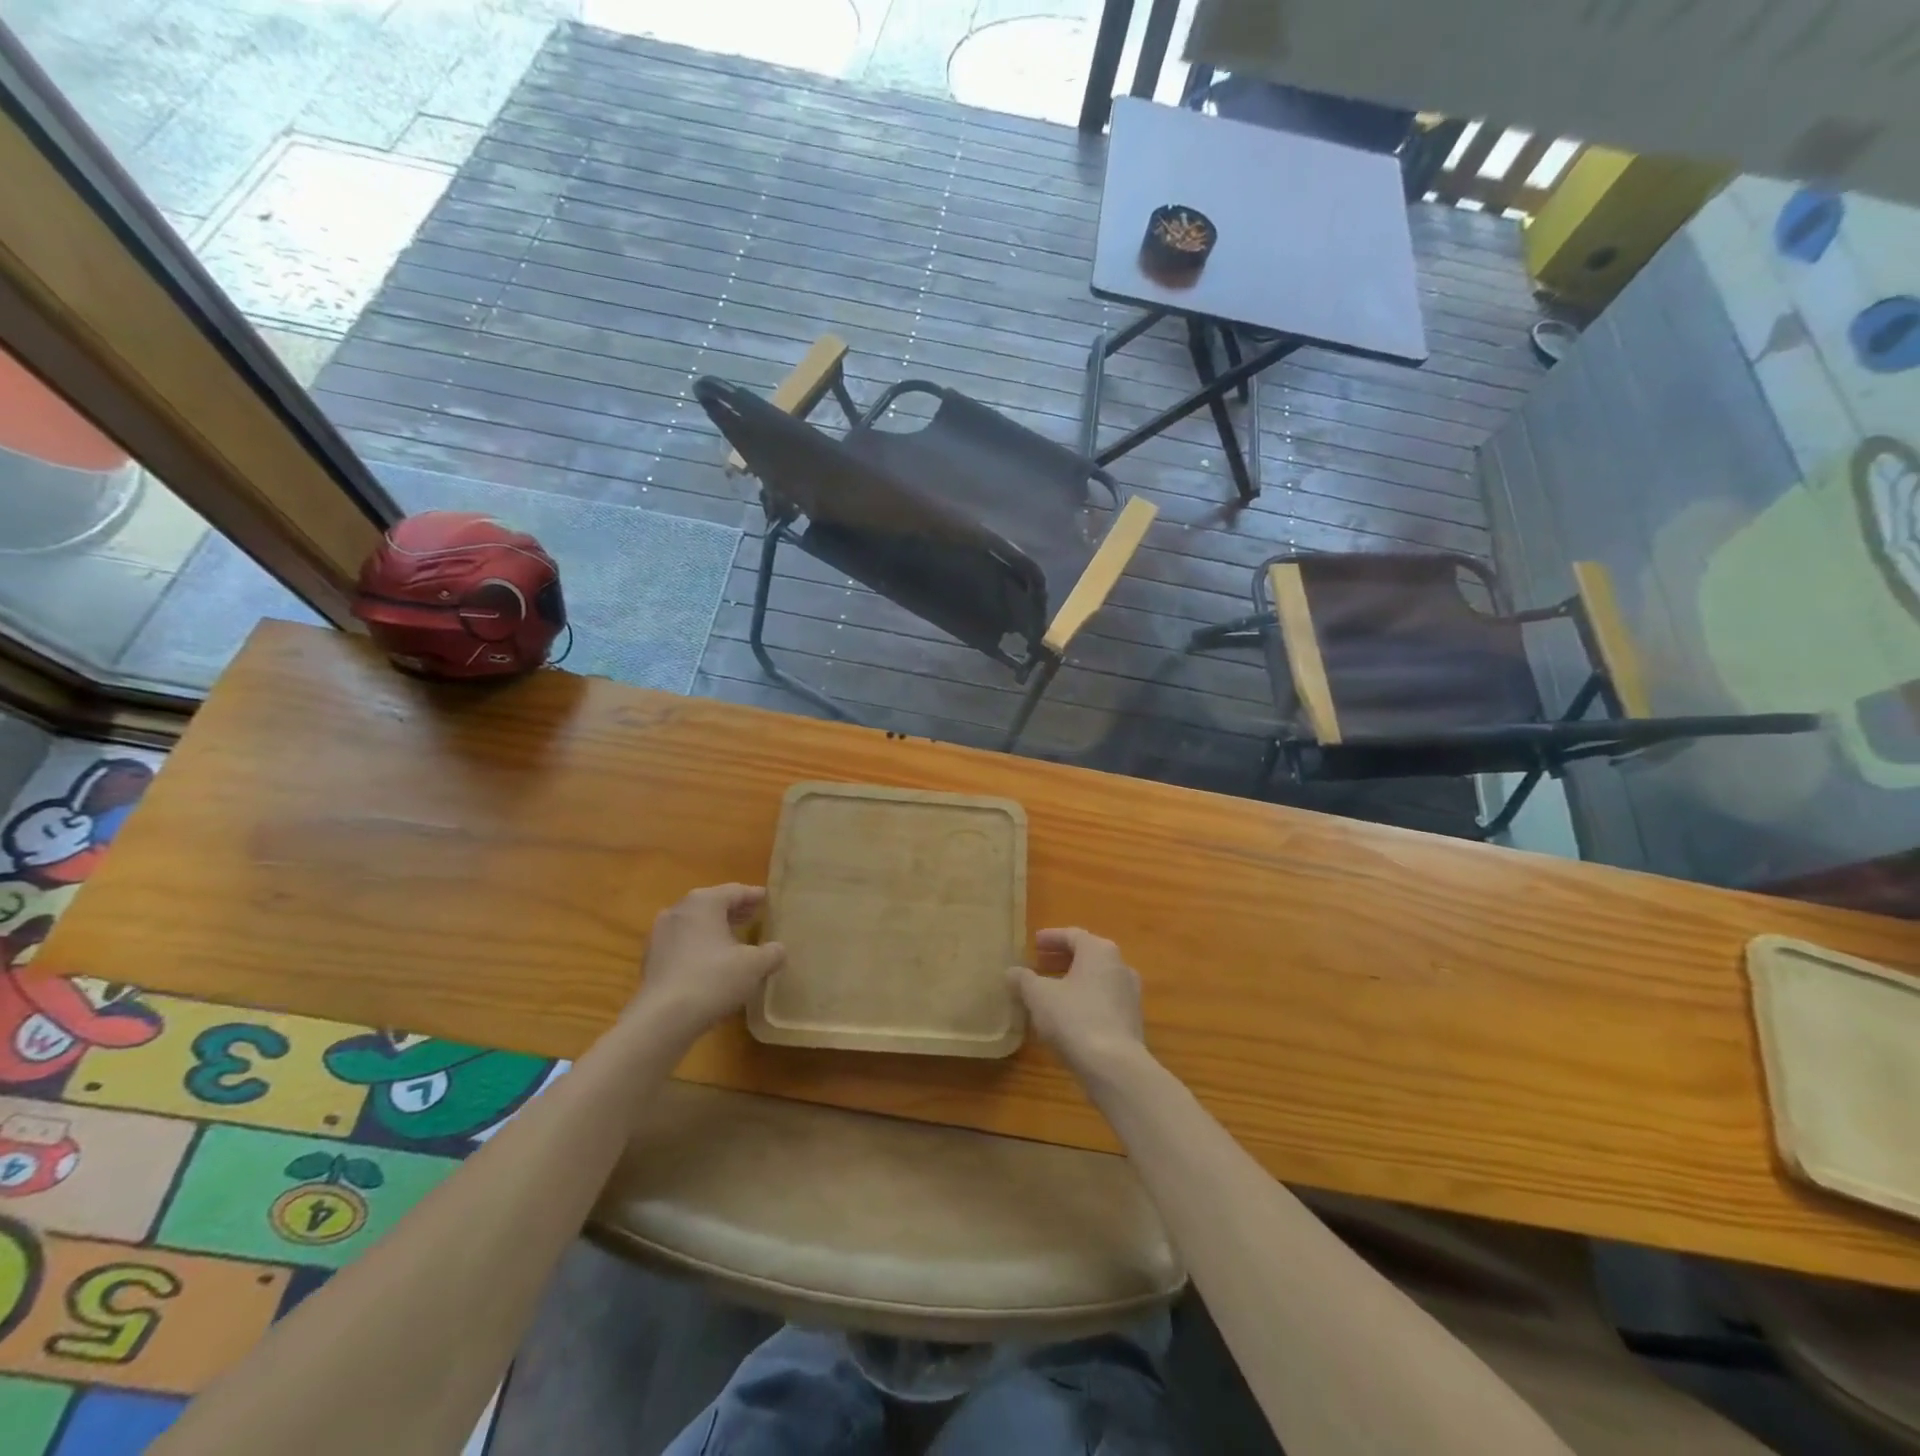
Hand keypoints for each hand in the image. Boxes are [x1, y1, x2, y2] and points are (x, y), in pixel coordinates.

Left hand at [630, 884, 785, 1043]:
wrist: (662, 1019)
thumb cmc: (713, 979)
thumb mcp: (754, 965)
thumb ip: (772, 953)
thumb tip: (778, 950)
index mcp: (704, 902)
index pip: (736, 891)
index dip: (755, 896)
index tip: (769, 900)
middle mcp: (678, 910)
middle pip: (713, 904)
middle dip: (734, 911)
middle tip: (755, 917)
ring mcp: (660, 934)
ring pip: (694, 924)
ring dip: (715, 929)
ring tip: (735, 941)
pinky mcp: (651, 959)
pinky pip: (681, 944)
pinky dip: (698, 946)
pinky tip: (711, 963)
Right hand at [1008, 928, 1146, 1072]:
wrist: (1114, 1066)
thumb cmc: (1074, 1018)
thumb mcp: (1039, 996)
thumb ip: (1024, 979)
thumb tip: (1012, 971)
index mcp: (1099, 951)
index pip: (1072, 935)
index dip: (1051, 938)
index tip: (1033, 943)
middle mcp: (1120, 966)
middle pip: (1087, 956)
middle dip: (1061, 959)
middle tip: (1039, 964)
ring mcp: (1129, 994)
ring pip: (1096, 979)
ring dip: (1072, 981)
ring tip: (1049, 992)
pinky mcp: (1131, 1021)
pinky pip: (1103, 1000)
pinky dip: (1084, 1000)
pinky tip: (1066, 1016)